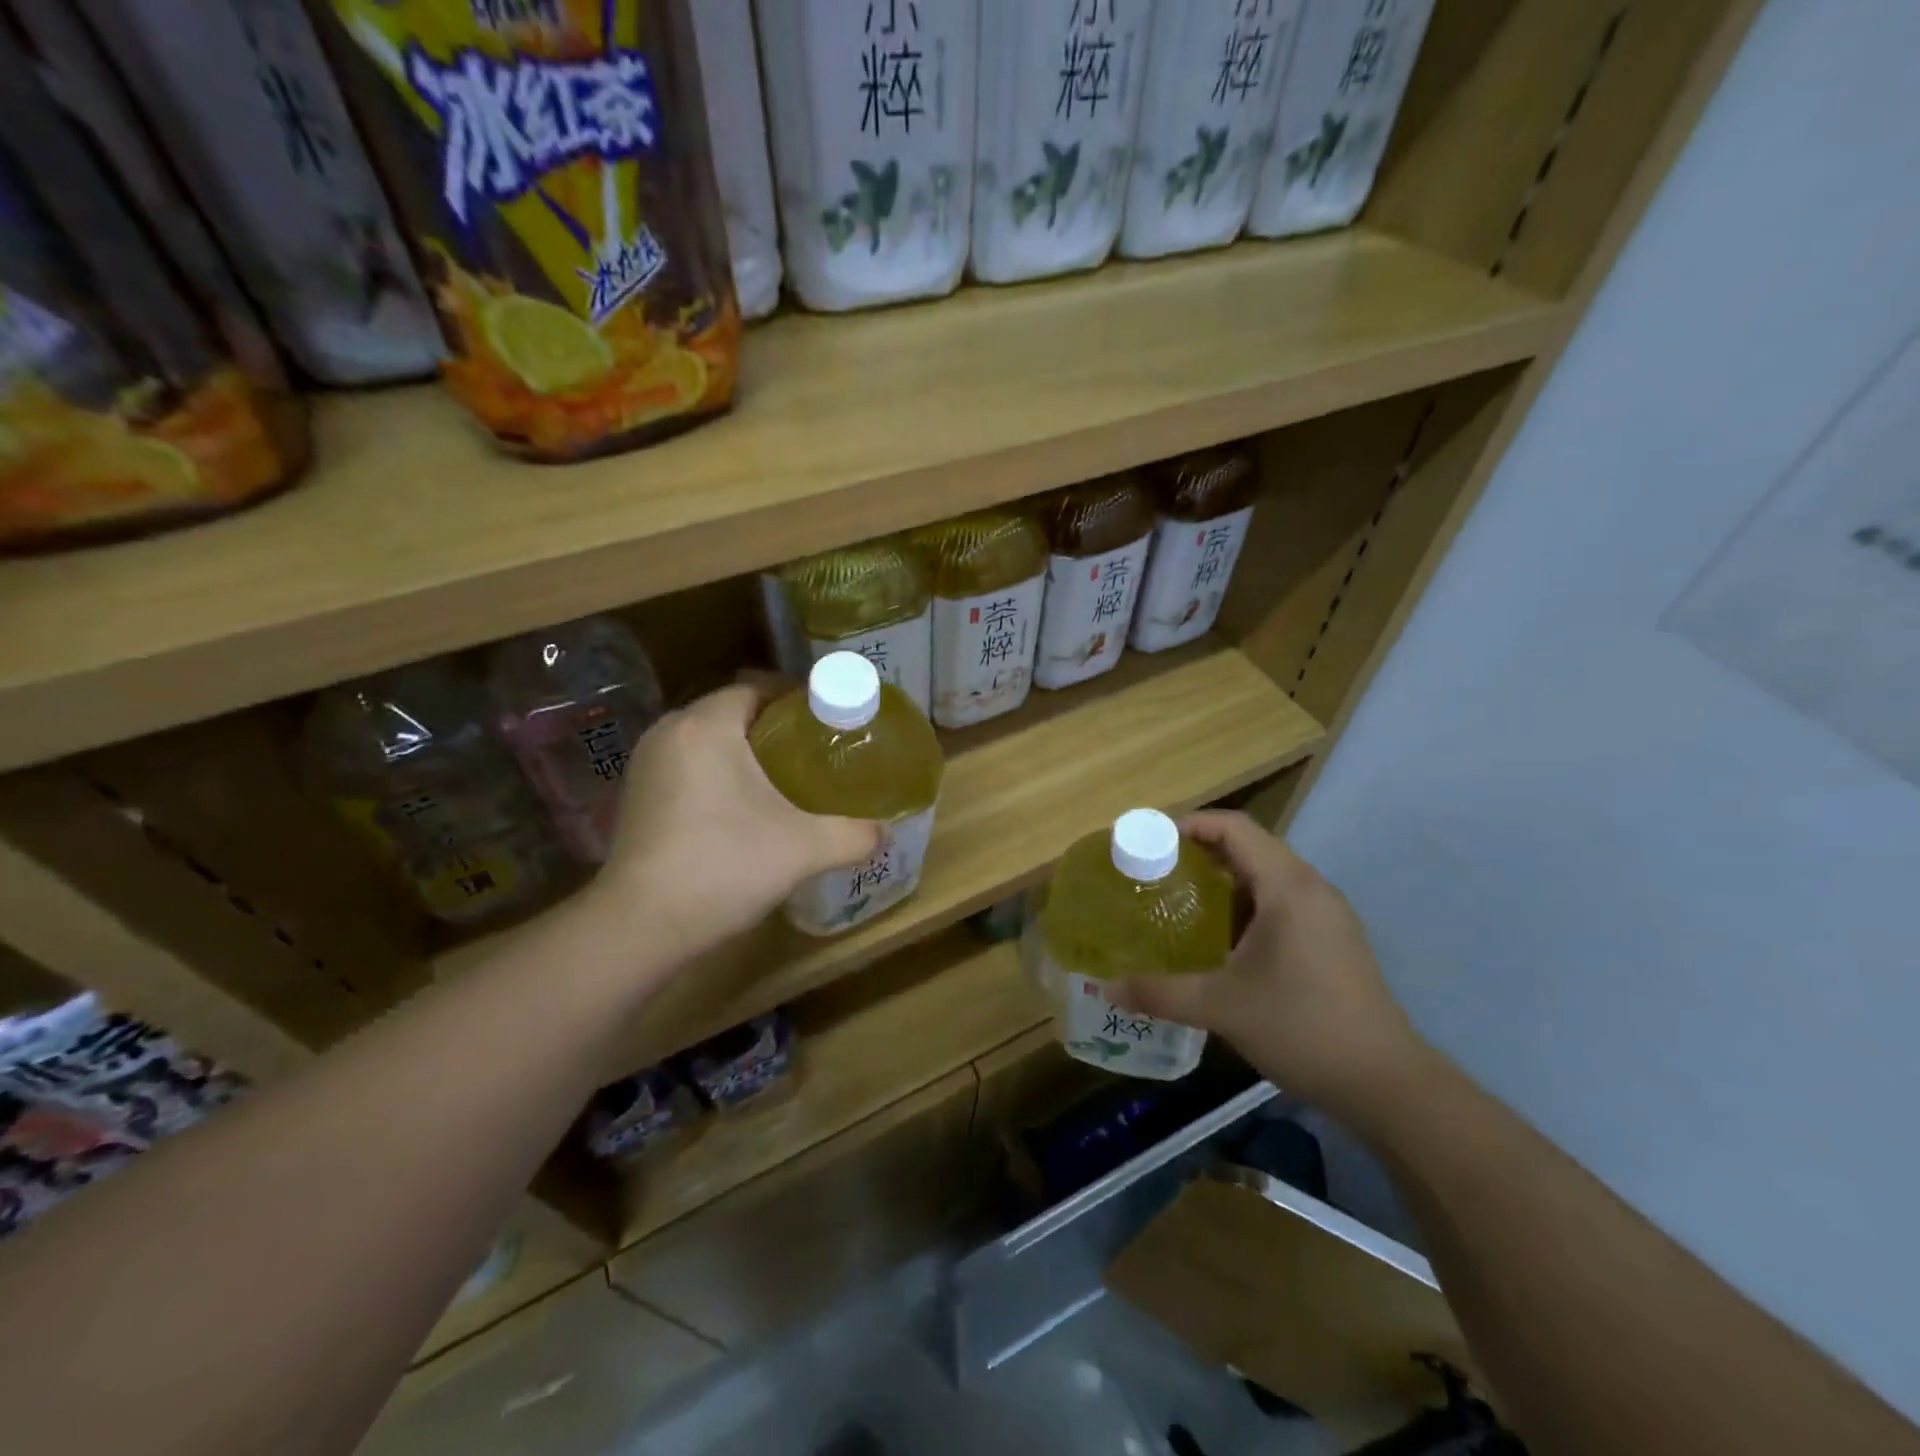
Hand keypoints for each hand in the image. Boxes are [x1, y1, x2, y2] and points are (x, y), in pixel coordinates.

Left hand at [589, 682, 881, 964]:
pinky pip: (688, 765)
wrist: (641, 926)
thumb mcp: (804, 848)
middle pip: (732, 711)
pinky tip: (743, 807)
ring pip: (707, 739)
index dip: (796, 699)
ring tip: (785, 777)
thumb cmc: (725, 867)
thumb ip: (854, 834)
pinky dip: (717, 772)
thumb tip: (884, 832)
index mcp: (707, 726)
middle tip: (815, 750)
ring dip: (744, 750)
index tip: (830, 721)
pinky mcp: (637, 796)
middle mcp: (670, 732)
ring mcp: (646, 765)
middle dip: (774, 726)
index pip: (756, 688)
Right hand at [1108, 811, 1424, 1116]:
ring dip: (1223, 880)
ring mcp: (1327, 915)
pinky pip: (1281, 902)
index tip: (1149, 841)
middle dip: (1200, 851)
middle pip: (1250, 846)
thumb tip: (1108, 988)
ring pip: (1266, 876)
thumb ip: (1160, 993)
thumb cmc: (1302, 1028)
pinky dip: (1245, 905)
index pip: (1234, 827)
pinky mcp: (1333, 941)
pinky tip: (1220, 939)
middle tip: (1155, 871)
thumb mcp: (1222, 1008)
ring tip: (1179, 900)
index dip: (1189, 824)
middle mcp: (1311, 889)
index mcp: (1288, 887)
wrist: (1386, 1085)